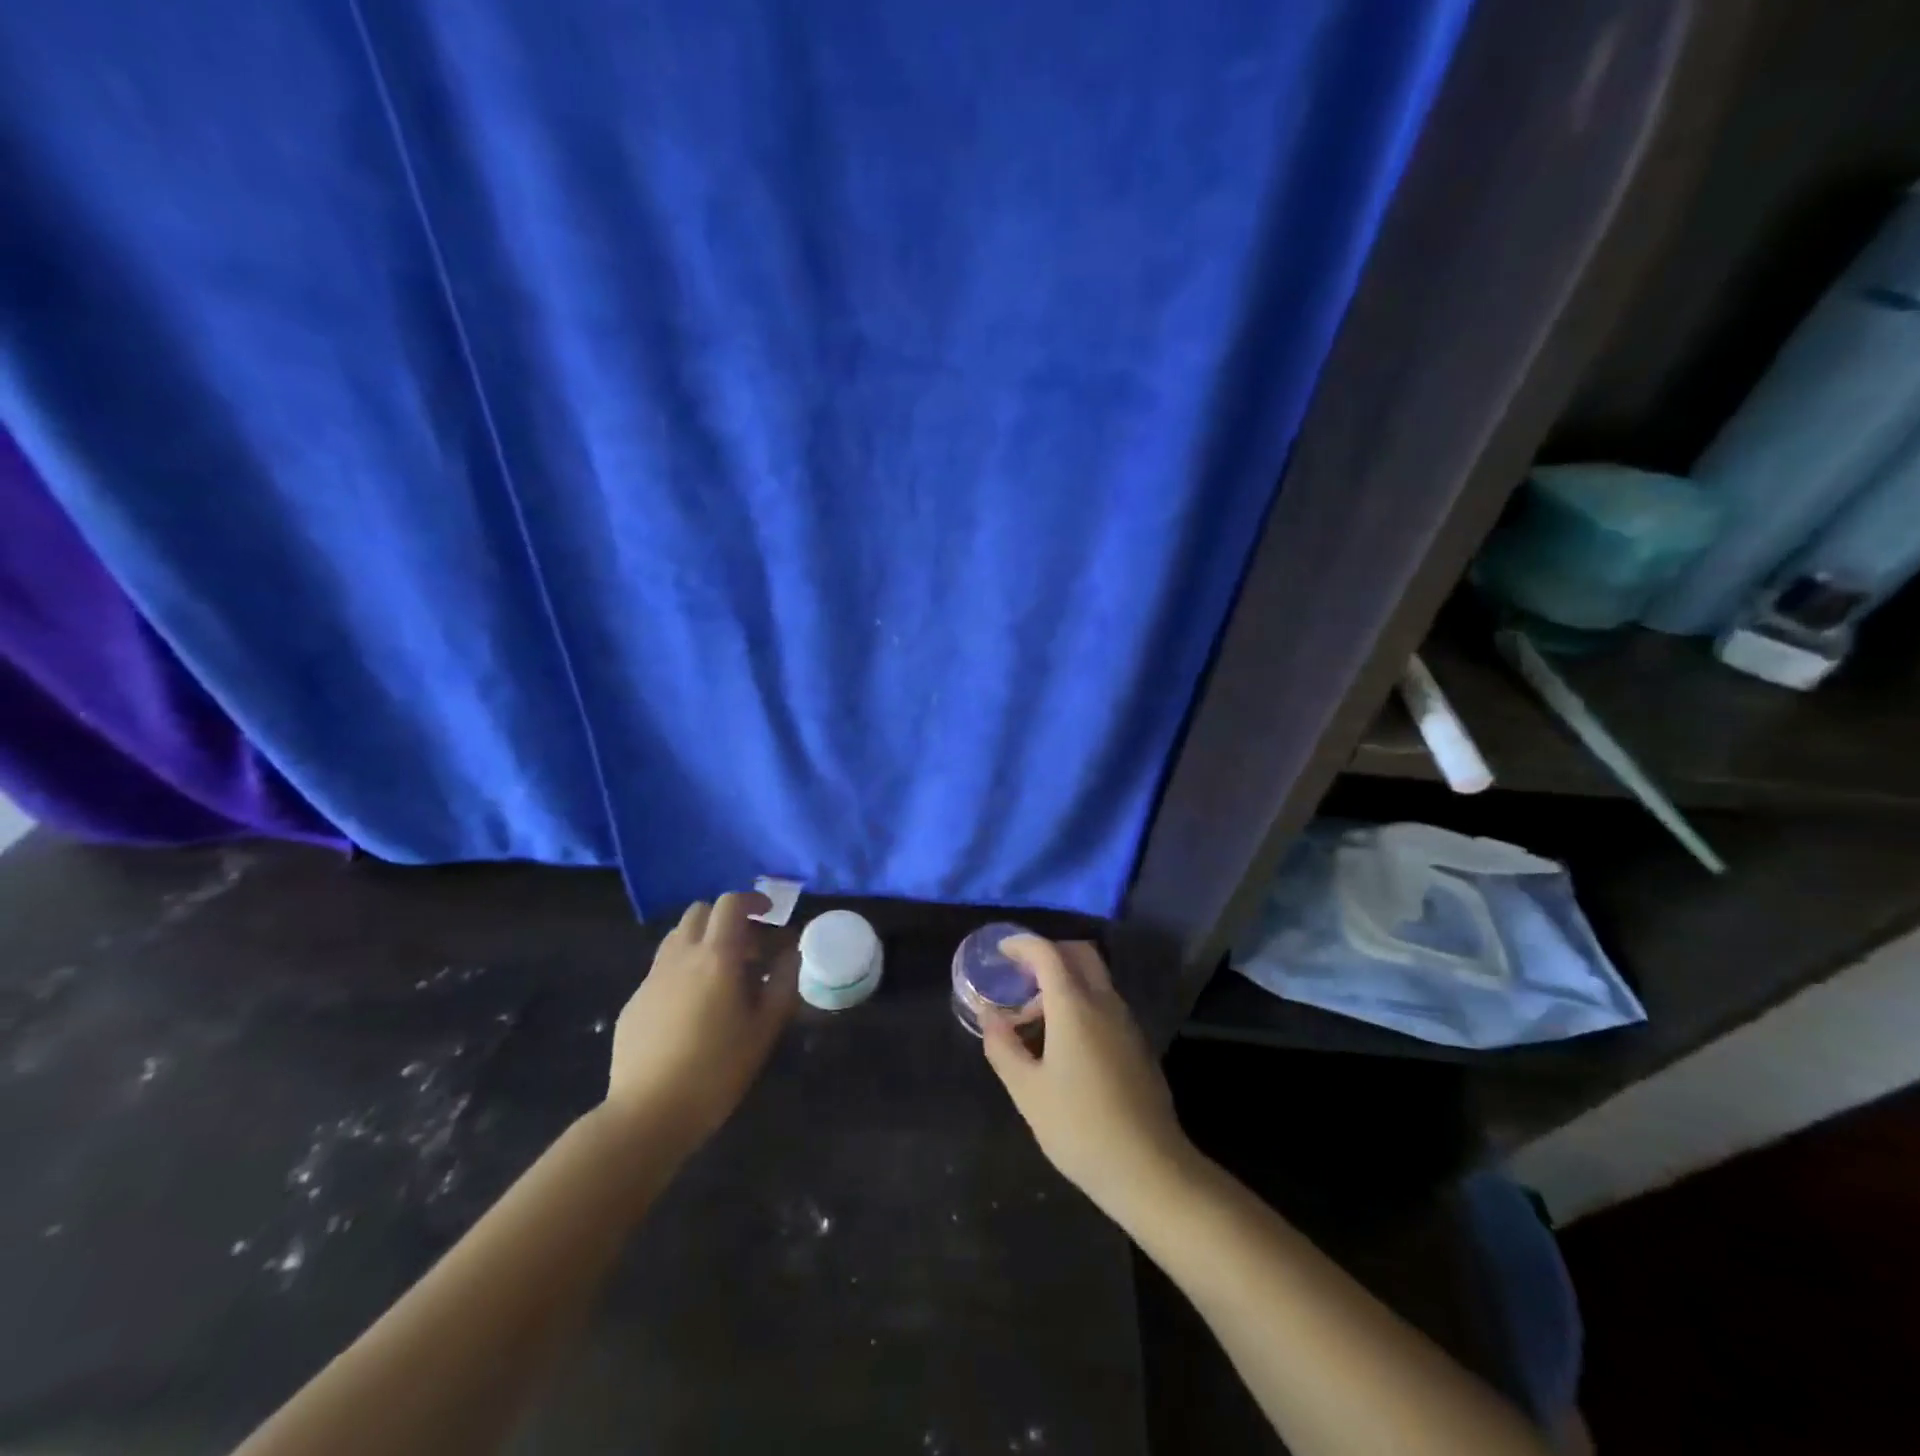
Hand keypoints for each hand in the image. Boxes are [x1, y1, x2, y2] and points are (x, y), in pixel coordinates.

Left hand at [603, 891, 798, 1159]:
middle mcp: (680, 956)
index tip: (769, 915)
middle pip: (700, 912)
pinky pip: (662, 969)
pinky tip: (693, 1009)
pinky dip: (683, 971)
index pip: (730, 904)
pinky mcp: (634, 1002)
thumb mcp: (765, 1028)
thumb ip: (783, 982)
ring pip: (677, 938)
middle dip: (725, 918)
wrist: (648, 1114)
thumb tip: (791, 952)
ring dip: (703, 941)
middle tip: (748, 948)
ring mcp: (652, 978)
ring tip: (722, 975)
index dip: (752, 901)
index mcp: (716, 957)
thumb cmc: (717, 1070)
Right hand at [981, 937, 1195, 1220]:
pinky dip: (1081, 1003)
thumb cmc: (1079, 1128)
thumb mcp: (1027, 1091)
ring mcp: (1127, 1022)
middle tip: (1021, 976)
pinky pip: (1105, 1004)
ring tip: (1035, 1019)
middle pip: (1079, 954)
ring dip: (1065, 982)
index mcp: (1075, 1006)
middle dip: (1049, 953)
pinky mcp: (1138, 1044)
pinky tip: (1064, 1042)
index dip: (1023, 944)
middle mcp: (1105, 1003)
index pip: (1048, 953)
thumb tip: (990, 1016)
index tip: (1002, 950)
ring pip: (1095, 979)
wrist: (1149, 1169)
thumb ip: (1003, 1047)